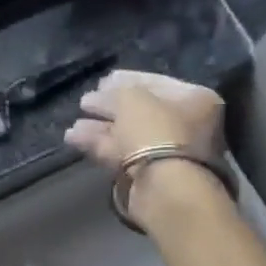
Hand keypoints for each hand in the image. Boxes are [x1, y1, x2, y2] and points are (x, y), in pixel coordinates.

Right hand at [64, 70, 226, 220]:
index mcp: (193, 100)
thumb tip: (102, 94)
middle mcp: (184, 125)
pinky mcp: (147, 175)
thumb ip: (116, 92)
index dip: (126, 79)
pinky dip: (98, 145)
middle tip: (85, 101)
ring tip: (73, 123)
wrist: (163, 186)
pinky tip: (73, 138)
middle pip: (140, 111)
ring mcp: (166, 152)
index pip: (155, 82)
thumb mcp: (132, 98)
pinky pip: (120, 154)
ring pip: (127, 134)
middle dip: (109, 106)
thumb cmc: (155, 131)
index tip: (102, 80)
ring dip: (99, 127)